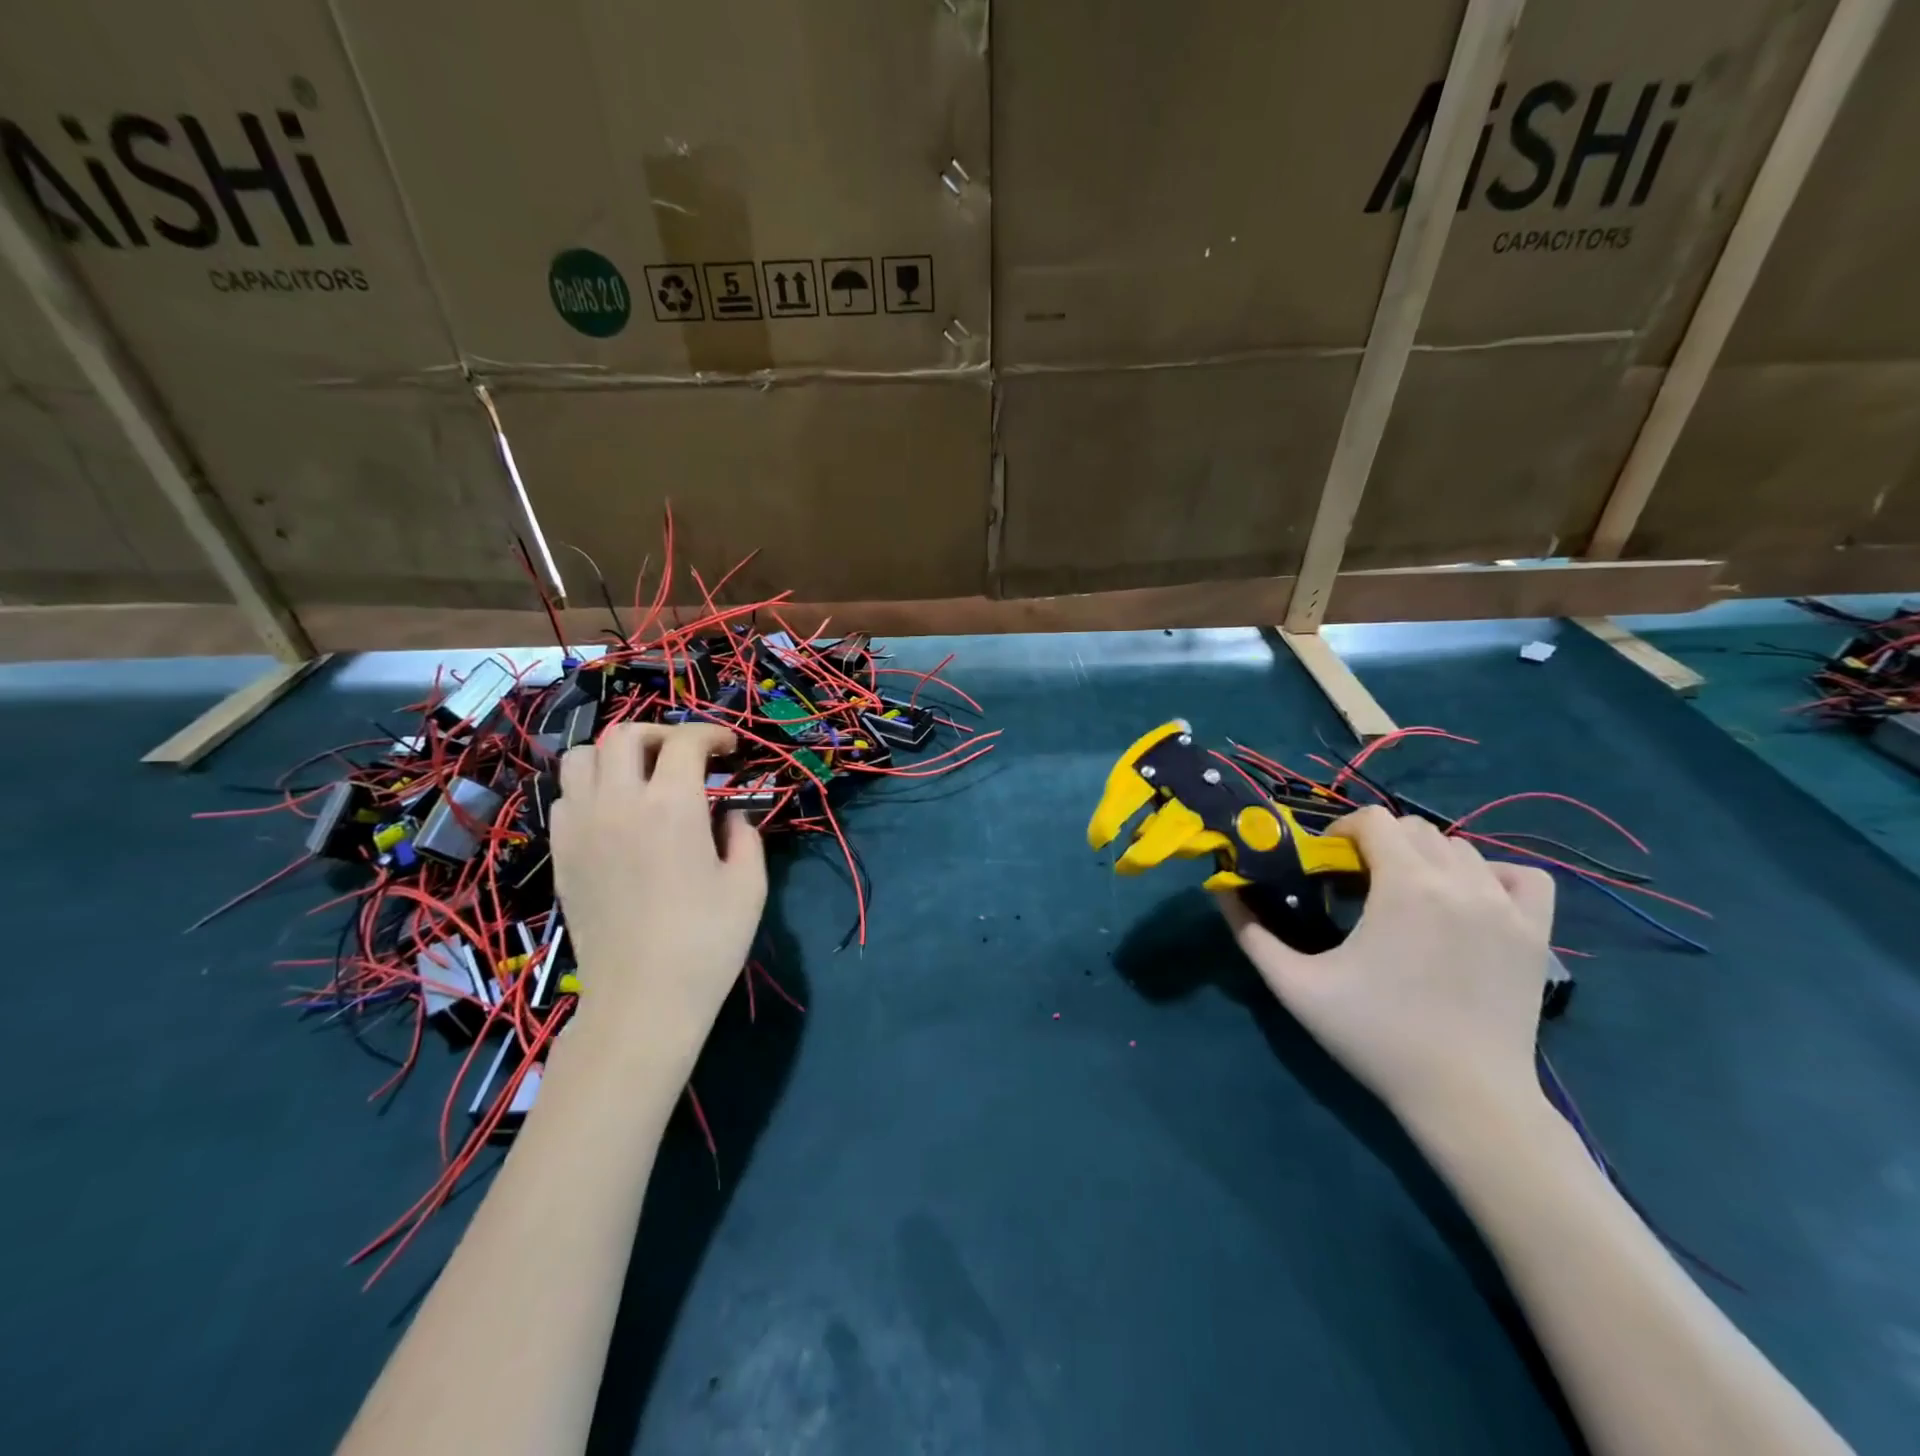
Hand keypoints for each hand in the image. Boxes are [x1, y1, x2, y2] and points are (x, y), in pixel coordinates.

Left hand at [552, 722, 766, 1079]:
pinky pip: (565, 797)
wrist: (643, 999)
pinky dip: (590, 788)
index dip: (712, 734)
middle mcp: (619, 803)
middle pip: (626, 735)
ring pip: (582, 757)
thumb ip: (745, 835)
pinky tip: (614, 814)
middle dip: (662, 733)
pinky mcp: (561, 854)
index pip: (686, 741)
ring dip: (616, 755)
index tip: (729, 749)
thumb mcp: (749, 884)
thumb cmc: (708, 942)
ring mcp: (581, 827)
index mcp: (673, 806)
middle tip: (686, 757)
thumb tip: (728, 816)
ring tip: (642, 777)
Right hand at [1218, 806, 1554, 1138]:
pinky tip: (1468, 902)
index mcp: (1406, 887)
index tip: (1326, 867)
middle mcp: (1461, 883)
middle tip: (1357, 886)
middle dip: (1378, 844)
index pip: (1373, 820)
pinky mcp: (1537, 934)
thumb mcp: (1296, 986)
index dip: (1341, 833)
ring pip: (1460, 849)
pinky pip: (1520, 876)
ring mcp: (1507, 907)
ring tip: (1405, 899)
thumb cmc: (1375, 1037)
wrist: (1466, 1099)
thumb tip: (1219, 888)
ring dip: (1424, 859)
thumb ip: (1251, 932)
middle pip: (1414, 828)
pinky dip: (1491, 876)